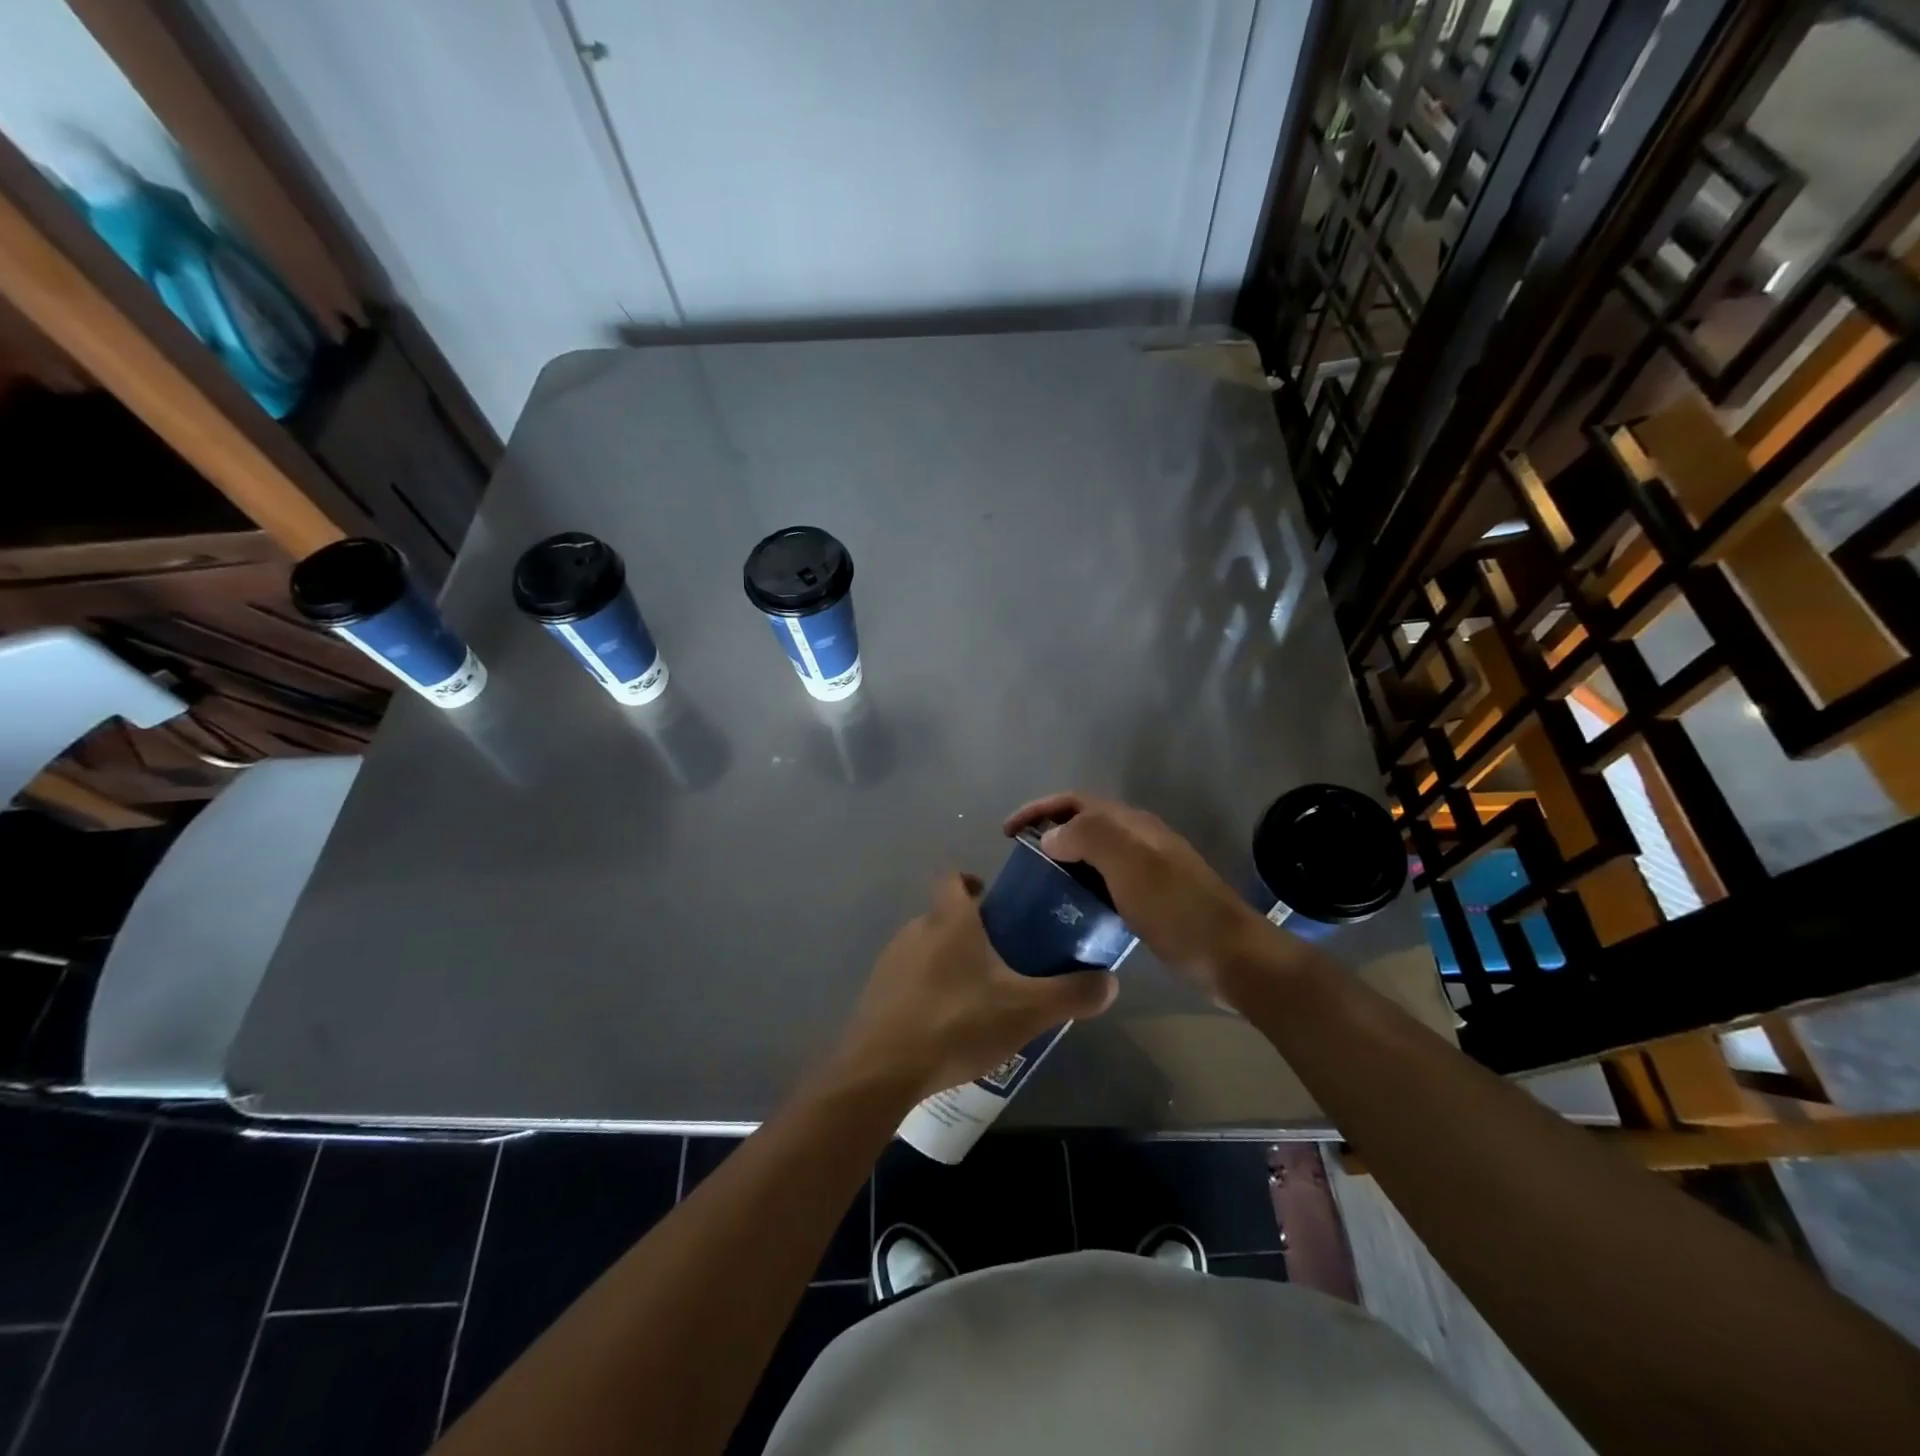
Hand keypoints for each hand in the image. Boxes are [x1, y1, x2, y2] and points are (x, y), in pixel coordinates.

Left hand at [833, 873, 1118, 1100]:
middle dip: (969, 931)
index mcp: (950, 920)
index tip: (995, 902)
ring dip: (947, 962)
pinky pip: (907, 980)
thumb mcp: (1026, 1010)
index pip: (953, 878)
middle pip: (943, 916)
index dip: (972, 881)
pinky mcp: (876, 994)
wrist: (882, 1070)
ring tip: (977, 997)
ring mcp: (890, 962)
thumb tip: (1111, 981)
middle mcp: (916, 930)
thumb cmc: (957, 1022)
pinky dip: (926, 991)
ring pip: (925, 948)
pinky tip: (945, 1025)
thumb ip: (1070, 994)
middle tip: (1001, 959)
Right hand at [1003, 792, 1266, 1000]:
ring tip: (1037, 884)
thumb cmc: (1178, 909)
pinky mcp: (1152, 898)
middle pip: (1084, 822)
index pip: (1075, 801)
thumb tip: (1052, 837)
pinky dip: (1081, 884)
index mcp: (1132, 824)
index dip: (1039, 809)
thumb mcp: (1131, 865)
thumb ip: (1089, 838)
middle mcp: (1139, 839)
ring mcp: (1148, 869)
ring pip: (1094, 852)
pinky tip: (1073, 908)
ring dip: (1064, 858)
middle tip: (1019, 859)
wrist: (1232, 957)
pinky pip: (1105, 880)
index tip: (1007, 833)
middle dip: (1048, 831)